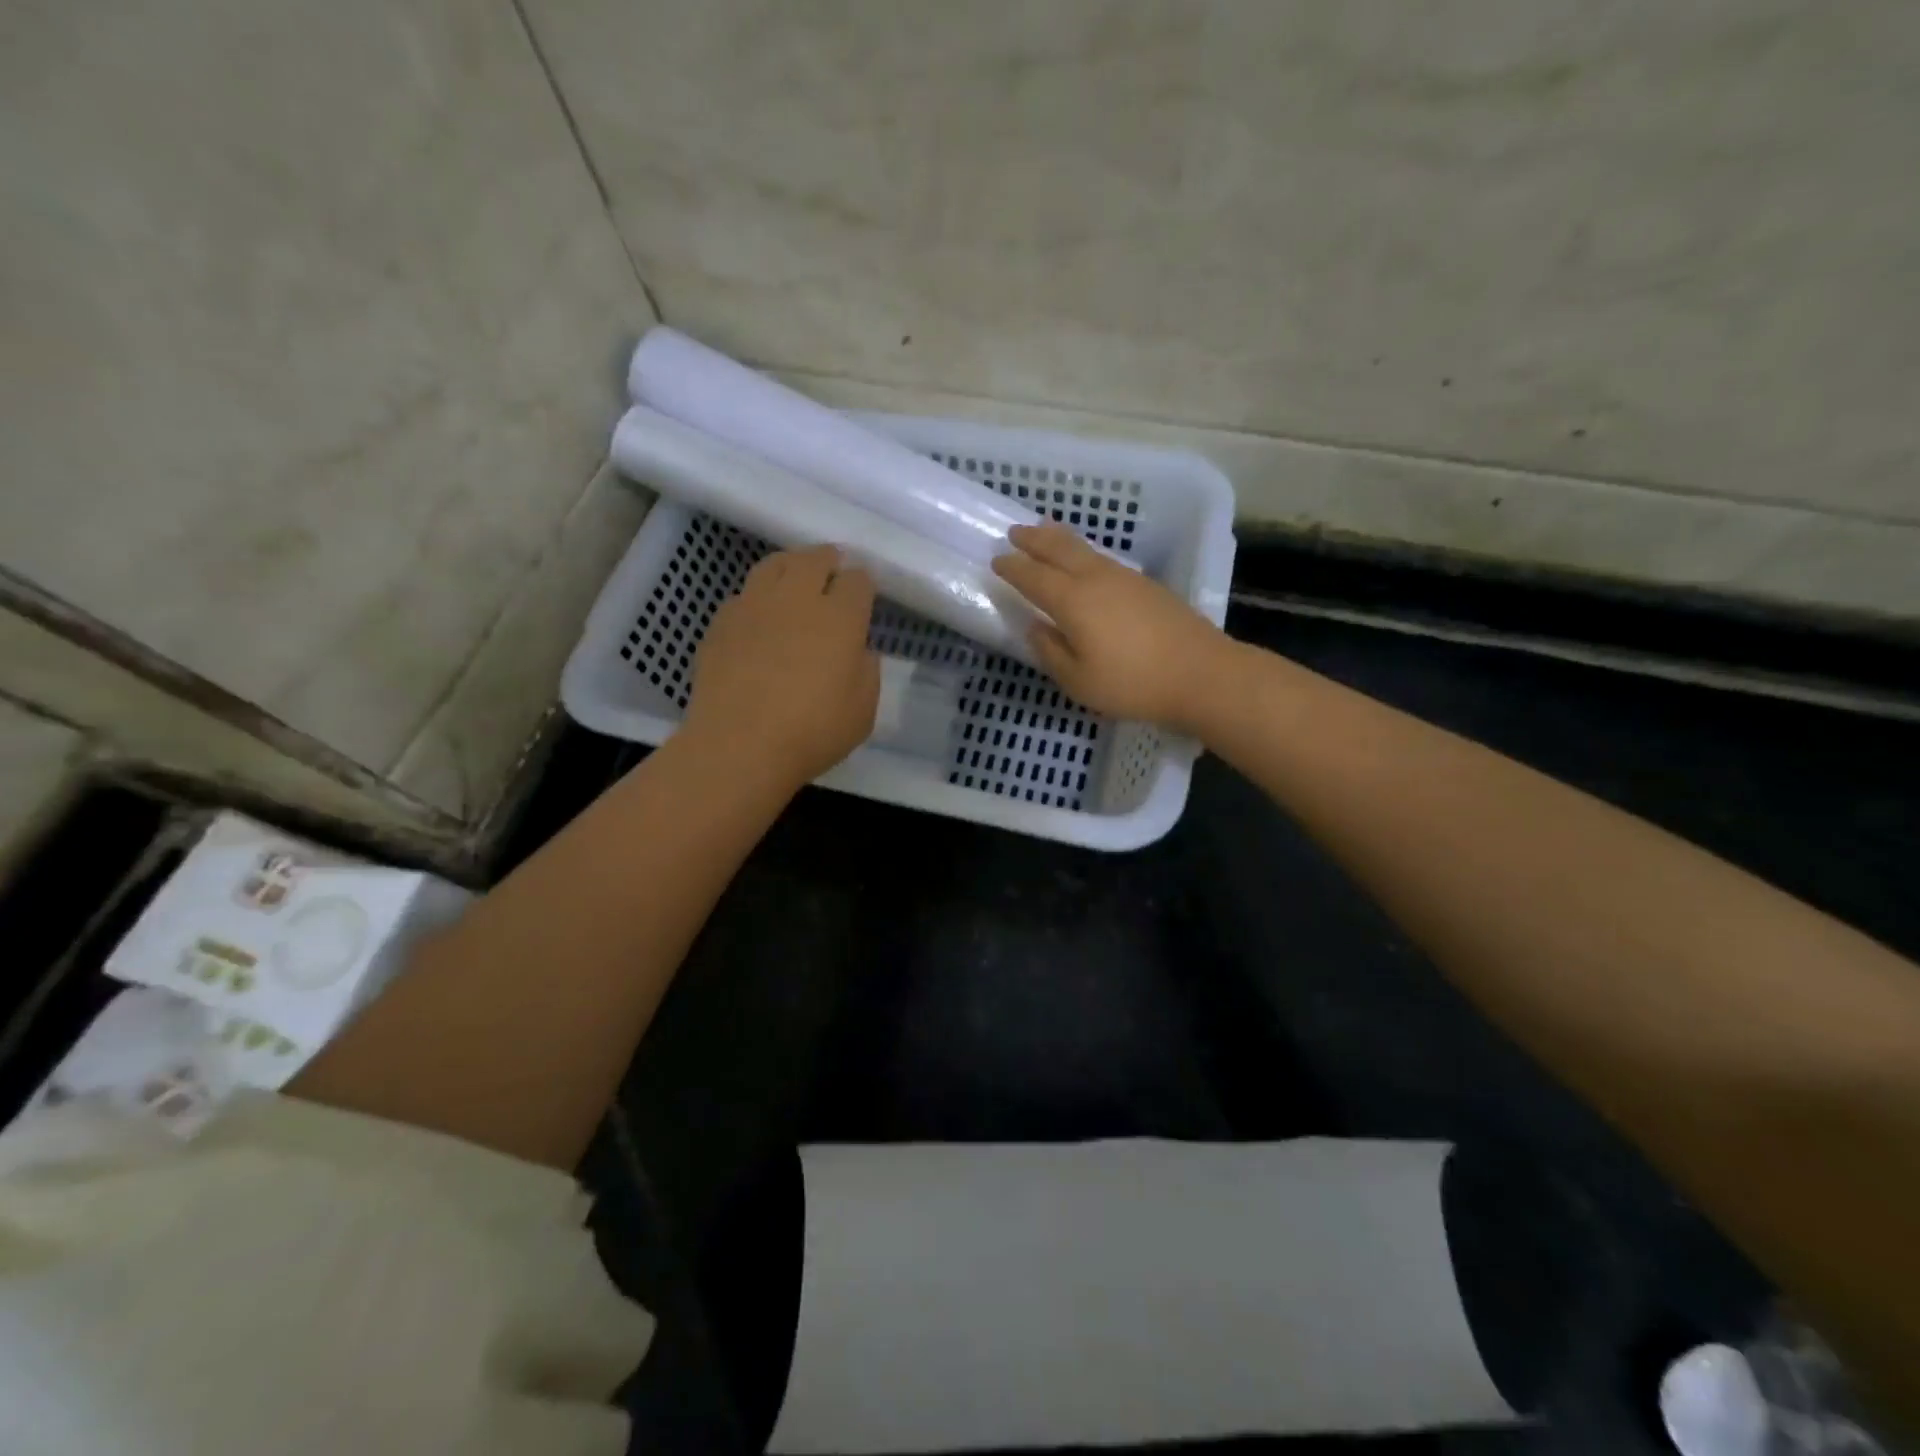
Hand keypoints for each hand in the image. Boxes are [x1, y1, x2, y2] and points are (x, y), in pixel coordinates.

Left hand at [683, 545, 880, 786]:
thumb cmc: (813, 732)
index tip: (863, 597)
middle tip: (832, 571)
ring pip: (774, 564)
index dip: (863, 584)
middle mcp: (797, 598)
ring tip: (794, 579)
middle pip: (814, 558)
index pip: (857, 579)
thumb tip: (857, 649)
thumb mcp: (863, 710)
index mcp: (840, 617)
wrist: (739, 745)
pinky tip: (759, 618)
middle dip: (828, 560)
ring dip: (791, 566)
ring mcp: (754, 606)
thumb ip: (866, 670)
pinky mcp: (721, 622)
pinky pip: (744, 595)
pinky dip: (757, 598)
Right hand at [992, 524, 1229, 730]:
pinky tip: (1085, 561)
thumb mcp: (1079, 681)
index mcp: (1072, 601)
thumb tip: (1035, 627)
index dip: (1013, 568)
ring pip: (1084, 549)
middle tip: (1015, 532)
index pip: (1033, 577)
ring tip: (1045, 532)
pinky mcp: (1146, 585)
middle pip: (1059, 549)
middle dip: (1034, 539)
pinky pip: (1103, 559)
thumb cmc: (1133, 683)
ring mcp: (1124, 578)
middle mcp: (1096, 579)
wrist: (1201, 673)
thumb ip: (1051, 652)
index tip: (997, 561)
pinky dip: (1084, 553)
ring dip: (1059, 539)